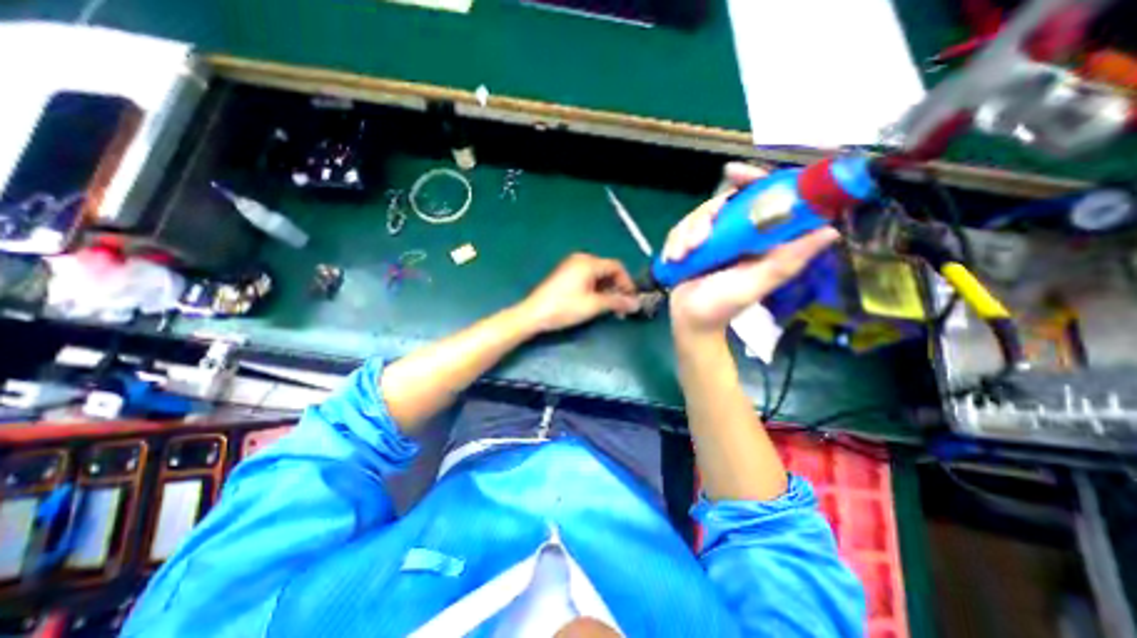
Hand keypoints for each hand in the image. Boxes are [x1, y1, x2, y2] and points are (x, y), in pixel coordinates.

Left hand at [520, 254, 642, 334]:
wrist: (534, 314)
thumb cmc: (564, 307)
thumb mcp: (593, 305)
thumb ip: (617, 302)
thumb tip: (636, 304)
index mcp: (588, 262)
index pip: (617, 267)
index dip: (627, 283)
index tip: (632, 299)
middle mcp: (581, 260)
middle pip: (607, 270)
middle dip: (617, 288)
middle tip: (622, 307)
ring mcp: (571, 266)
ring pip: (598, 276)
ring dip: (607, 291)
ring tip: (611, 308)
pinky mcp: (565, 275)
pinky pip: (587, 278)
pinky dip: (596, 290)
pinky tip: (597, 303)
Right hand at [663, 162, 838, 333]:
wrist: (691, 321)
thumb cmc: (724, 306)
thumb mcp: (756, 283)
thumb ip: (787, 261)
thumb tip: (830, 231)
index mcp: (760, 238)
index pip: (762, 197)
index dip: (751, 179)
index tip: (732, 173)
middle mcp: (737, 233)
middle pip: (721, 203)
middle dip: (703, 219)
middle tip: (695, 243)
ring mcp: (711, 239)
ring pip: (696, 216)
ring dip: (685, 235)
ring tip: (682, 257)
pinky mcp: (690, 245)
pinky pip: (679, 230)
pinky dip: (674, 243)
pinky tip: (674, 258)